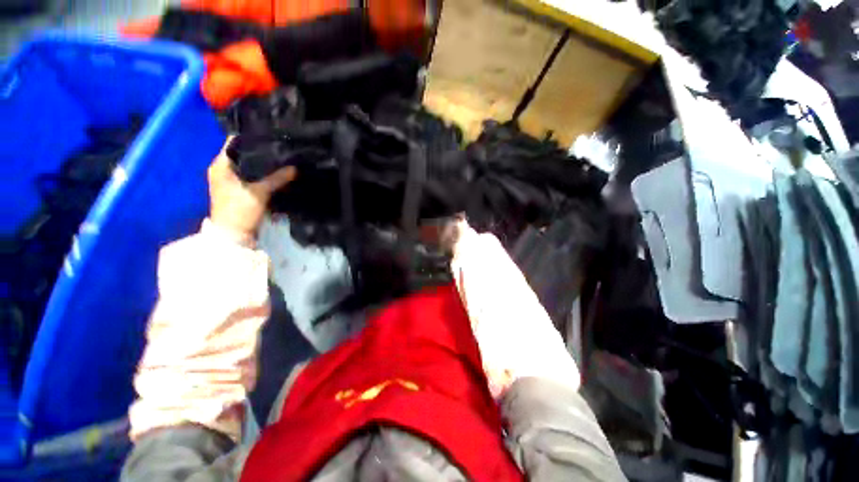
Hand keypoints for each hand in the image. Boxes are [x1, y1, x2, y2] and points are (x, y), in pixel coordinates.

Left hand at [208, 137, 295, 238]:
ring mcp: (230, 180)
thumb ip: (277, 178)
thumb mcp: (259, 192)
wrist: (234, 234)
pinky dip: (262, 173)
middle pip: (242, 153)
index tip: (269, 134)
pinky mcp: (239, 189)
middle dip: (260, 151)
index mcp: (220, 165)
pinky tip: (276, 171)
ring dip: (262, 163)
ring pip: (248, 165)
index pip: (234, 142)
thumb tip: (295, 168)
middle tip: (279, 146)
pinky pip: (251, 175)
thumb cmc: (239, 210)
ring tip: (280, 157)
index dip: (251, 137)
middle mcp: (223, 169)